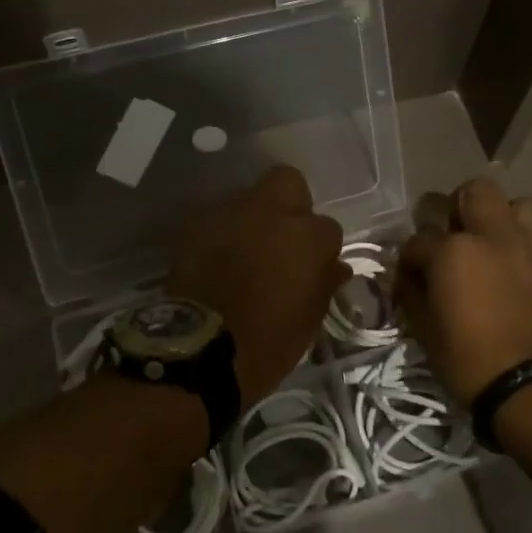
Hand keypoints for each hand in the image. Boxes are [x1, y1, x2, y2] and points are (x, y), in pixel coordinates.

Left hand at [167, 166, 348, 408]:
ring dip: (251, 218)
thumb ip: (324, 284)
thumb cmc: (266, 343)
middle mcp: (270, 212)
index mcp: (307, 237)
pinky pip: (217, 217)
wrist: (198, 350)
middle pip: (288, 182)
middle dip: (290, 202)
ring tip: (244, 249)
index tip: (312, 266)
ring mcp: (230, 213)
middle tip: (283, 235)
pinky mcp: (196, 223)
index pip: (328, 227)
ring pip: (248, 198)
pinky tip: (217, 256)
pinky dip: (221, 231)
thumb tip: (335, 266)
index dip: (320, 248)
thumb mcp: (307, 321)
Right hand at [396, 177, 531, 407]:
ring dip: (500, 215)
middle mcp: (491, 236)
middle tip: (451, 235)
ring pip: (517, 202)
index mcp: (452, 251)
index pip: (419, 238)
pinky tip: (513, 264)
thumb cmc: (468, 361)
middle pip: (472, 192)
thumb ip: (411, 290)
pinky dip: (523, 240)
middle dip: (455, 207)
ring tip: (491, 241)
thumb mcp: (424, 329)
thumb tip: (407, 274)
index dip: (410, 258)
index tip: (411, 275)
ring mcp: (527, 246)